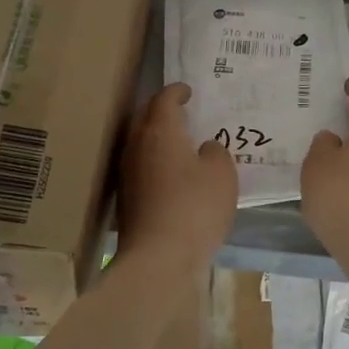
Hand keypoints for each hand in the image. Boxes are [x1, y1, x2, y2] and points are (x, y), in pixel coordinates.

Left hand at [117, 83, 236, 277]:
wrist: (158, 258)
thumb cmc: (195, 207)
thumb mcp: (222, 174)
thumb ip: (216, 152)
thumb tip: (205, 148)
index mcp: (160, 131)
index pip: (164, 99)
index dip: (177, 91)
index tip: (187, 90)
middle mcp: (136, 145)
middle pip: (145, 117)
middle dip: (162, 111)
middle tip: (183, 112)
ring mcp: (127, 173)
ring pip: (141, 143)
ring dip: (158, 138)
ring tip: (180, 142)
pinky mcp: (126, 198)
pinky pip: (142, 167)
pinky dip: (156, 162)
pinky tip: (172, 174)